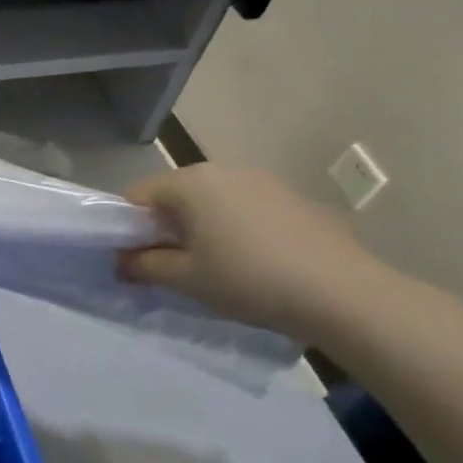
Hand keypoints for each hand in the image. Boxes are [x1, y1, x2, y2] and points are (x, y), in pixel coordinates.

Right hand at [116, 164, 389, 343]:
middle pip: (174, 195)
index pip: (136, 195)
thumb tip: (121, 261)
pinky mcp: (291, 197)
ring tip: (210, 265)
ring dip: (199, 226)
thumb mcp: (185, 279)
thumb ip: (143, 265)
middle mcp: (222, 170)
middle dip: (163, 226)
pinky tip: (250, 261)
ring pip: (210, 200)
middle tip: (166, 264)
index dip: (125, 227)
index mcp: (190, 183)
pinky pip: (243, 207)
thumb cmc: (247, 279)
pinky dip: (233, 227)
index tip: (130, 258)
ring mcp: (262, 180)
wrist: (341, 292)